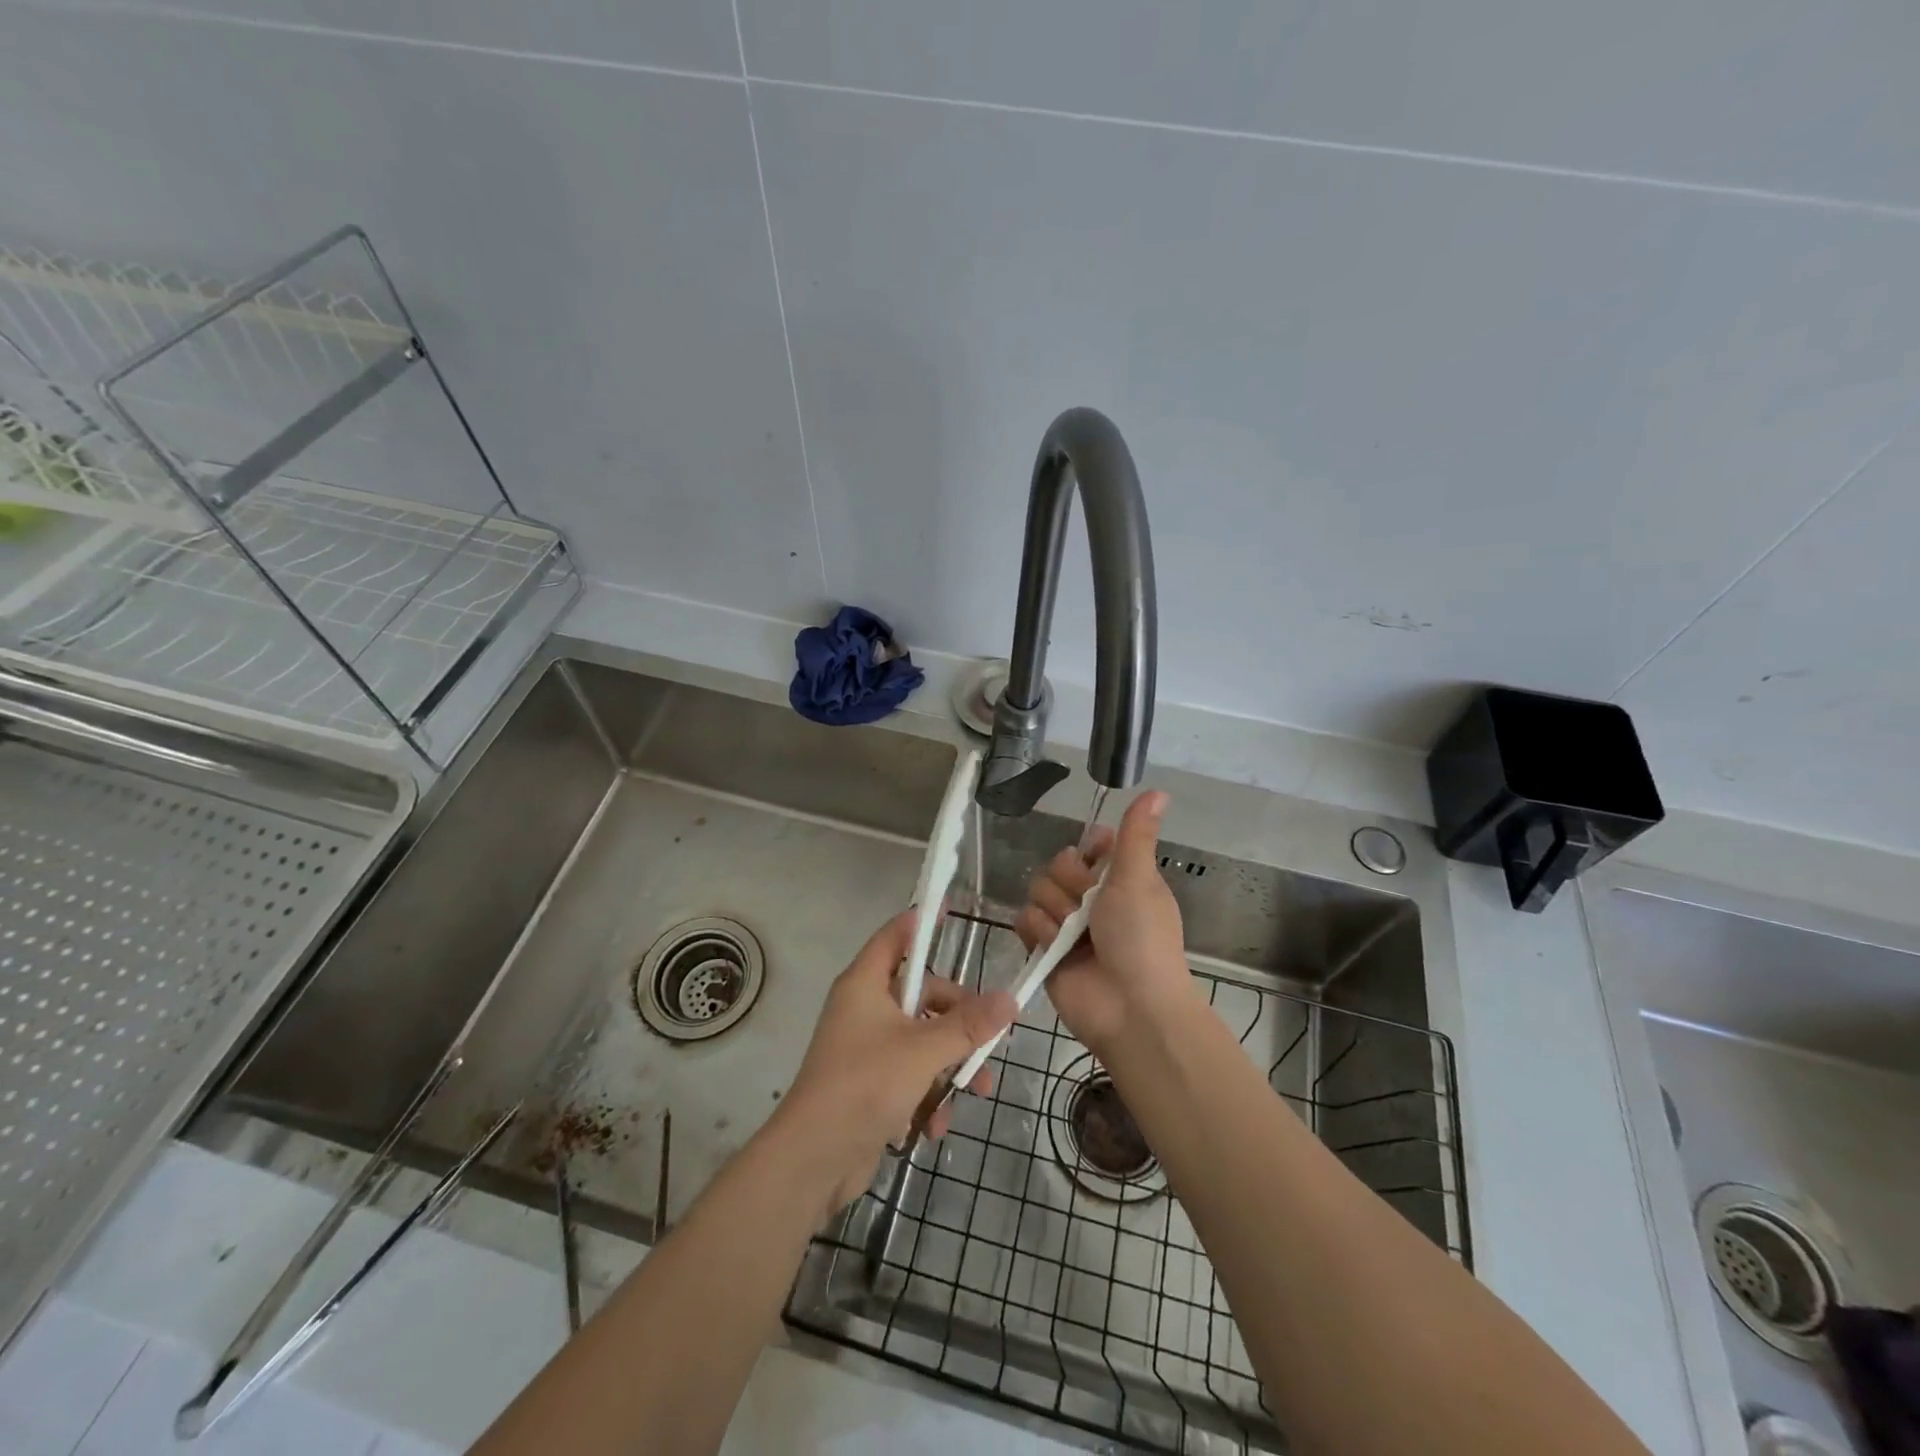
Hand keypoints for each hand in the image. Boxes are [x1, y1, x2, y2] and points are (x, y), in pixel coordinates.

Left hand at [771, 912, 1016, 1217]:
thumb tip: (1010, 999)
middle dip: (959, 1021)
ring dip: (951, 1065)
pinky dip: (927, 1095)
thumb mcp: (924, 1051)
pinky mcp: (870, 1085)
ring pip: (923, 1039)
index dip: (923, 922)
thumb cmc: (865, 1085)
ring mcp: (867, 1047)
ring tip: (976, 1092)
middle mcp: (865, 1008)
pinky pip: (911, 1075)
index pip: (895, 936)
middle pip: (923, 995)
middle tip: (990, 1039)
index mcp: (866, 984)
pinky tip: (935, 1125)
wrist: (813, 1160)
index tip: (953, 912)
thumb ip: (968, 1025)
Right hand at [1015, 790, 1189, 1056]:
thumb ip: (1136, 834)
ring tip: (1075, 934)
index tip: (1097, 858)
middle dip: (1070, 884)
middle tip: (1091, 907)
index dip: (1088, 851)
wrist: (1130, 1007)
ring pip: (1038, 890)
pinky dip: (1038, 932)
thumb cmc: (1141, 937)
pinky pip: (1024, 920)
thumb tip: (1158, 790)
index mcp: (1120, 879)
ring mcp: (1066, 925)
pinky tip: (1054, 947)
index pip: (1090, 845)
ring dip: (1056, 911)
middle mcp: (1092, 899)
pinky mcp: (1043, 949)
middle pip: (1058, 865)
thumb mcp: (1139, 878)